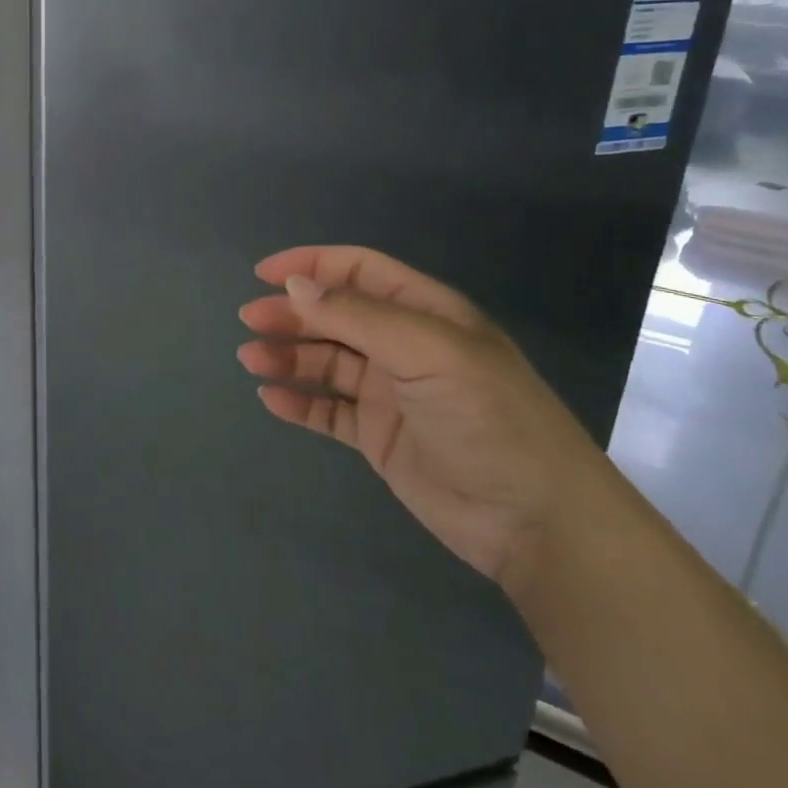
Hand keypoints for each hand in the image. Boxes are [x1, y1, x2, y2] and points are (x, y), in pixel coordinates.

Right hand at [238, 246, 610, 591]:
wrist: (538, 523)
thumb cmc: (489, 420)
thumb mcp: (429, 353)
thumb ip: (359, 316)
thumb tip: (296, 286)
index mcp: (425, 313)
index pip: (359, 271)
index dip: (311, 265)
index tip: (263, 274)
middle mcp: (404, 346)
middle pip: (335, 315)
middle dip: (290, 313)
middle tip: (250, 322)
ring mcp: (390, 393)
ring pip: (325, 361)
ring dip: (287, 355)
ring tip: (251, 359)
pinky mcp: (379, 436)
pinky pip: (328, 410)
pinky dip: (298, 402)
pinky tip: (271, 399)